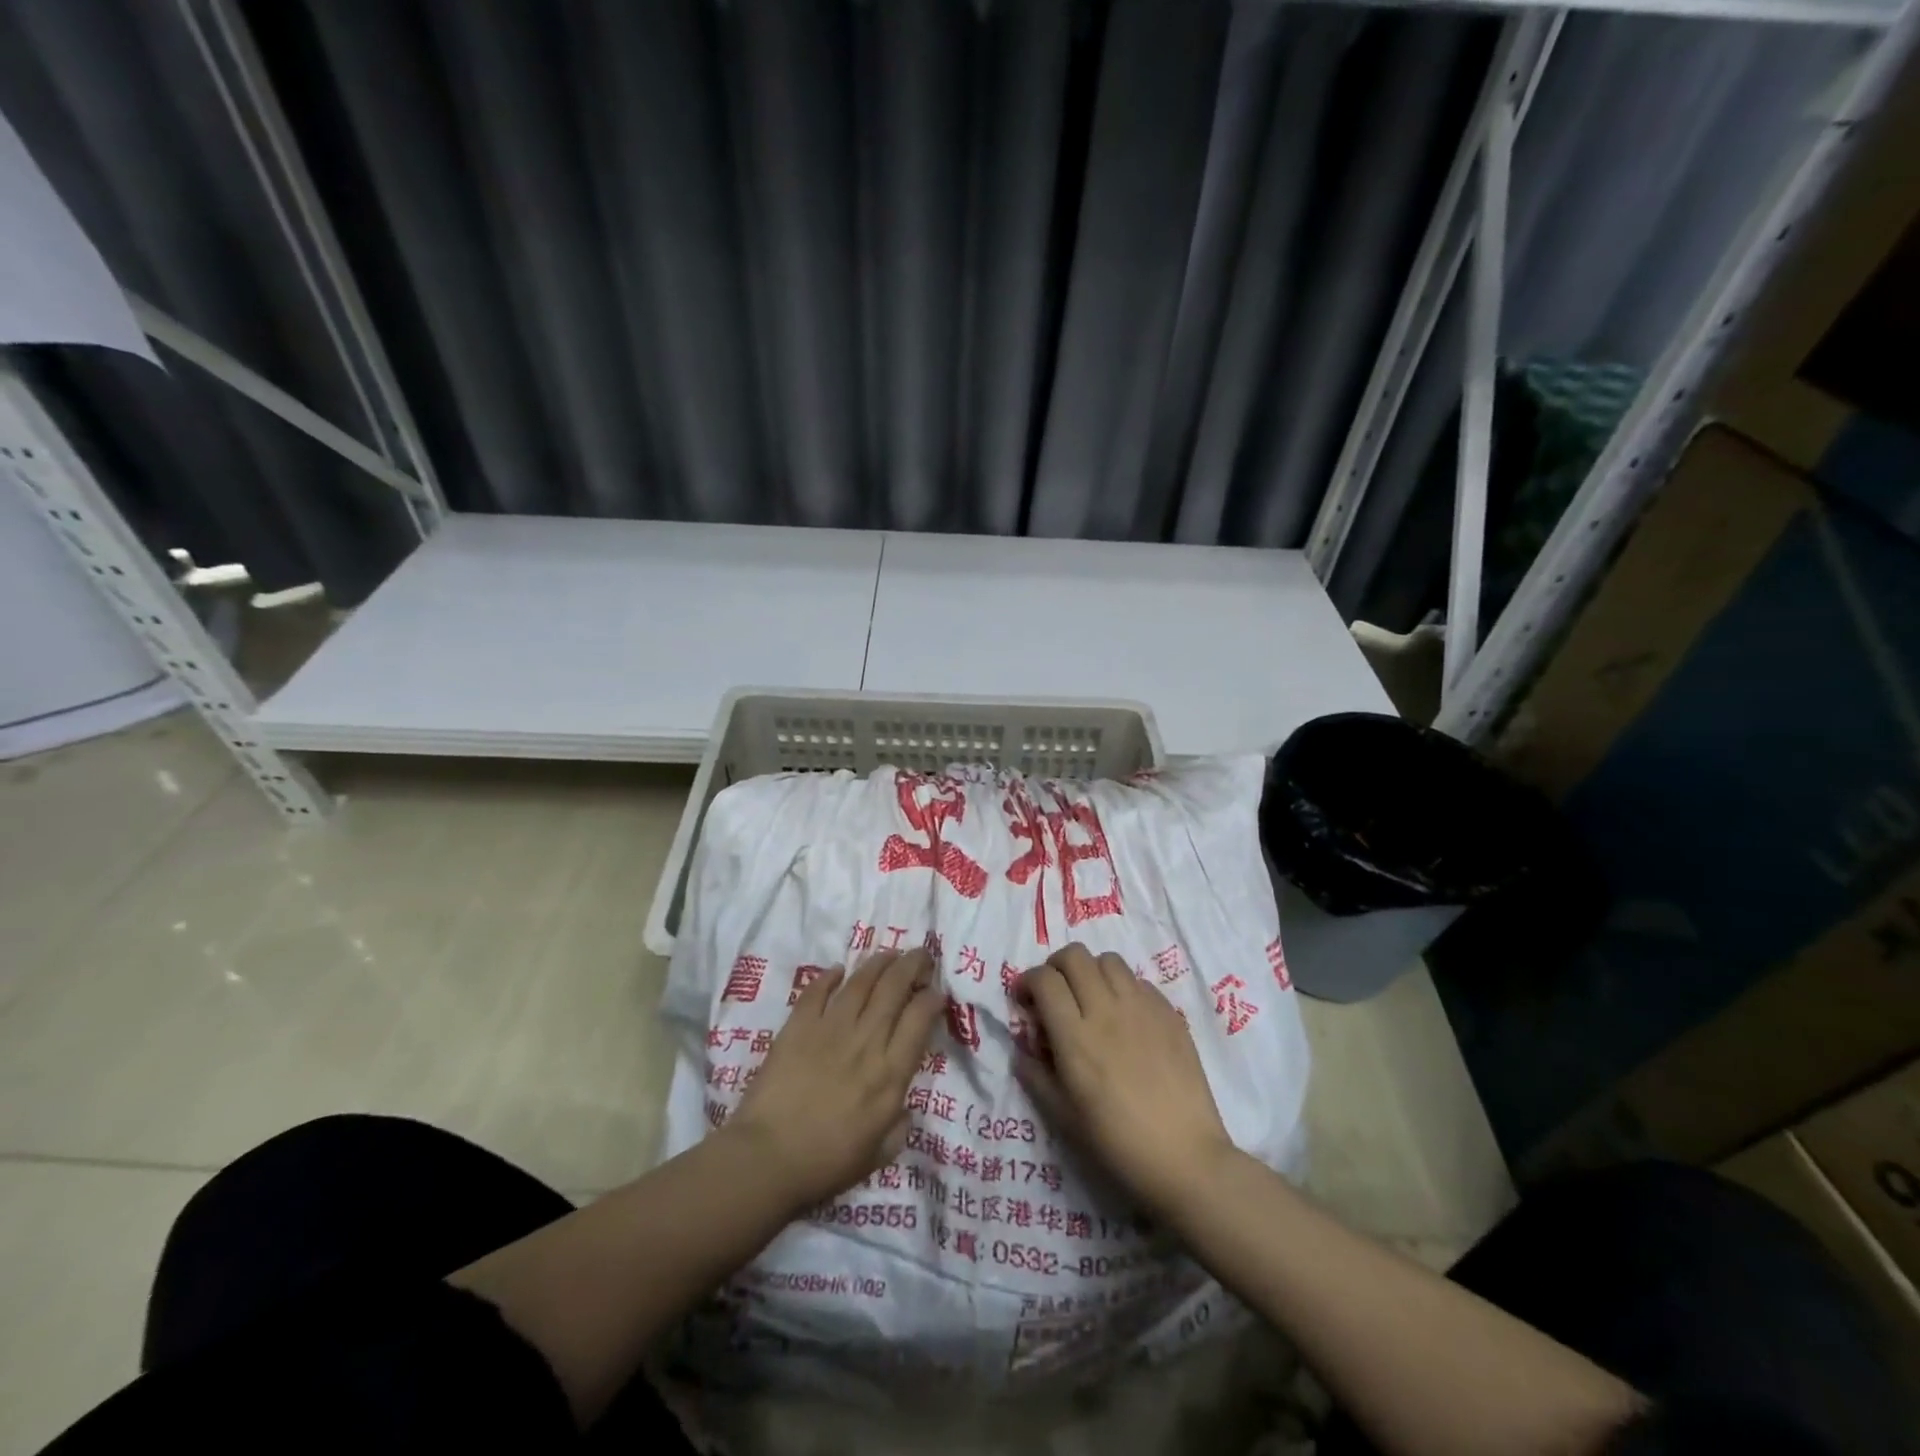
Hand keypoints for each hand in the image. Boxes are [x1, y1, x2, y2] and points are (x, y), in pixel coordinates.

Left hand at [727, 949, 943, 1214]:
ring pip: (861, 982)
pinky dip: (830, 977)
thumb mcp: (878, 1155)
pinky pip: (817, 992)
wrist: (767, 1158)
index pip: (920, 1019)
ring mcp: (830, 1029)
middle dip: (913, 965)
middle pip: (894, 988)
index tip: (936, 992)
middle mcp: (866, 1041)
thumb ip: (899, 1127)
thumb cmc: (825, 1163)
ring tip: (889, 954)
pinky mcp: (798, 1026)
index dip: (932, 998)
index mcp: (890, 1073)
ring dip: (878, 963)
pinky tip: (838, 970)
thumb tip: (905, 1106)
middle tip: (921, 955)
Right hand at [1016, 943, 1234, 1216]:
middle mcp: (1107, 1011)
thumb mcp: (1063, 1117)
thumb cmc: (1117, 1143)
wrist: (1185, 1158)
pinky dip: (1123, 988)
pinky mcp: (1170, 1014)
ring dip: (1091, 971)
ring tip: (1091, 998)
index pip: (1044, 979)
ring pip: (1109, 960)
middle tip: (1055, 993)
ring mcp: (1142, 1008)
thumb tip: (1022, 1050)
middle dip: (1056, 967)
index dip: (1027, 981)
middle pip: (1075, 956)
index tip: (1025, 1000)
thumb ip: (1036, 1076)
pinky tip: (1125, 1017)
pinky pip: (1140, 981)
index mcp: (1075, 1037)